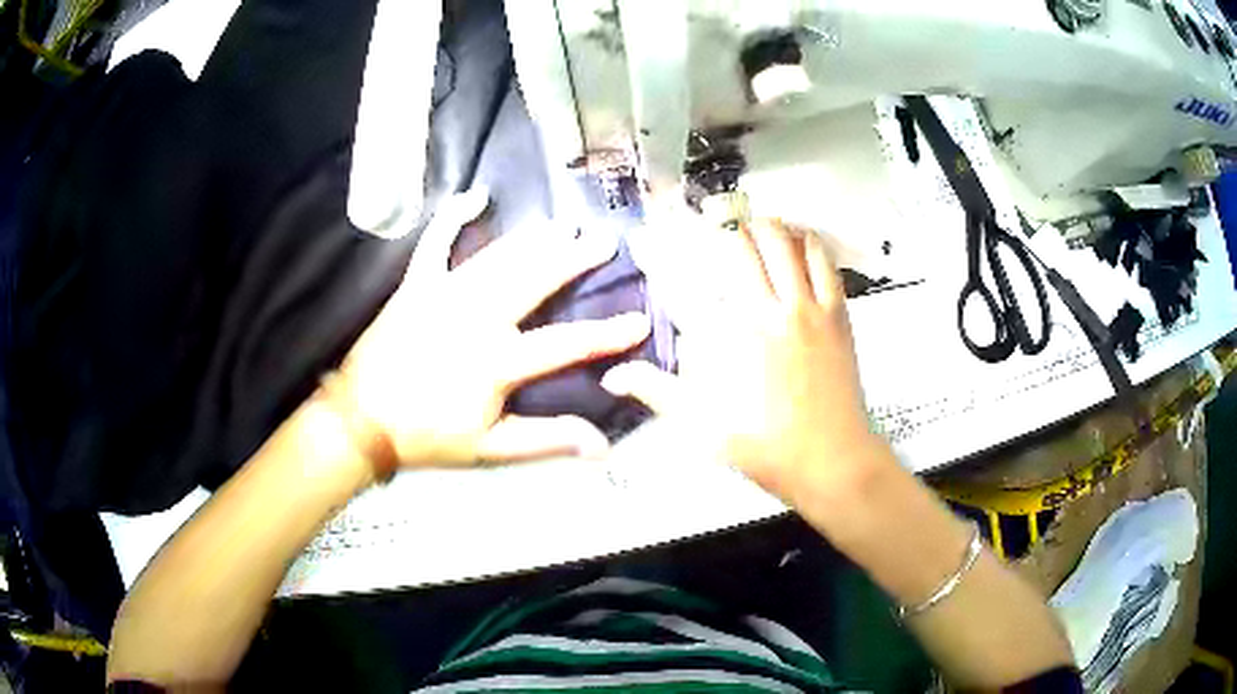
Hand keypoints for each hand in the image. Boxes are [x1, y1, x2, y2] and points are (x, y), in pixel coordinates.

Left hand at [327, 189, 650, 468]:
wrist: (361, 419)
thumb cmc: (426, 436)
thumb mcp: (489, 449)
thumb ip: (545, 441)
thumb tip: (600, 444)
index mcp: (498, 360)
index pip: (567, 343)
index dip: (608, 333)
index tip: (641, 318)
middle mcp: (478, 316)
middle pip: (536, 280)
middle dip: (574, 259)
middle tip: (602, 241)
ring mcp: (445, 294)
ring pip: (499, 257)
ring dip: (534, 239)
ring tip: (563, 225)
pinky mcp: (417, 285)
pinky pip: (437, 243)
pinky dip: (454, 218)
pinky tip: (475, 197)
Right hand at [603, 218, 885, 501]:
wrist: (830, 459)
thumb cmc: (763, 445)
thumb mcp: (701, 425)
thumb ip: (657, 391)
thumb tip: (613, 375)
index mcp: (727, 338)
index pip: (686, 279)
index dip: (661, 251)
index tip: (647, 236)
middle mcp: (765, 310)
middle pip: (740, 244)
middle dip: (719, 224)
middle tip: (708, 219)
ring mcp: (806, 308)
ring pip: (784, 242)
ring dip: (765, 226)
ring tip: (753, 225)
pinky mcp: (836, 313)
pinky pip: (823, 261)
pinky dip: (807, 242)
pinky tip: (798, 240)